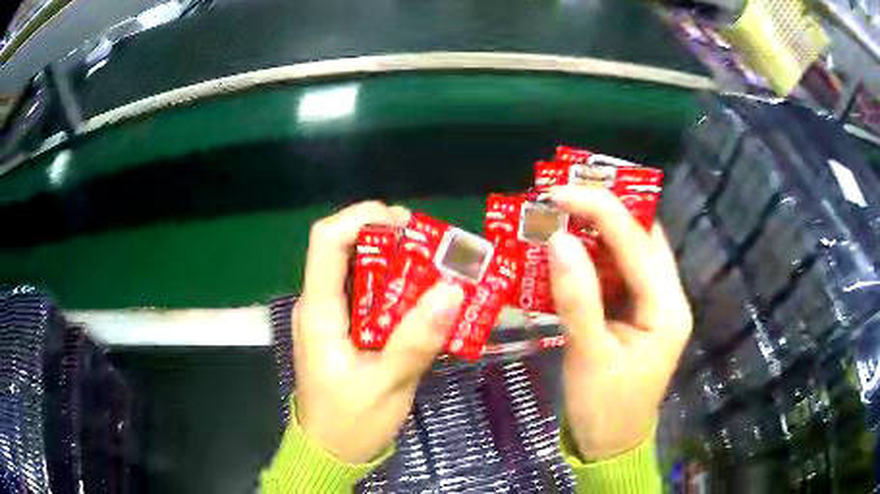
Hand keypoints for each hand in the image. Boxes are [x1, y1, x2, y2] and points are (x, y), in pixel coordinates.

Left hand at [294, 202, 464, 463]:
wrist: (330, 452)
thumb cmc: (351, 423)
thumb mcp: (387, 386)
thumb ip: (416, 340)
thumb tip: (452, 290)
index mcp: (319, 312)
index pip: (327, 241)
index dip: (361, 218)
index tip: (405, 222)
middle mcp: (319, 304)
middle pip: (343, 248)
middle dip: (386, 237)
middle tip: (431, 246)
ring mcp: (330, 317)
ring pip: (356, 270)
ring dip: (393, 262)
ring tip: (435, 268)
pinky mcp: (343, 330)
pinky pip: (366, 295)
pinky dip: (394, 288)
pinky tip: (423, 299)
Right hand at [548, 186, 691, 460]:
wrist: (611, 445)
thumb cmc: (604, 409)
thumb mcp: (588, 357)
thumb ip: (577, 298)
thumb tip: (559, 240)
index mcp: (667, 309)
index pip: (637, 243)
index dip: (599, 209)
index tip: (557, 192)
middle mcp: (669, 298)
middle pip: (643, 238)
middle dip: (605, 210)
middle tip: (562, 196)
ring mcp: (656, 305)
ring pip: (632, 252)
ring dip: (599, 231)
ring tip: (562, 214)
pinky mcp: (639, 313)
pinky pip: (620, 273)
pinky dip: (596, 256)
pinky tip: (571, 250)